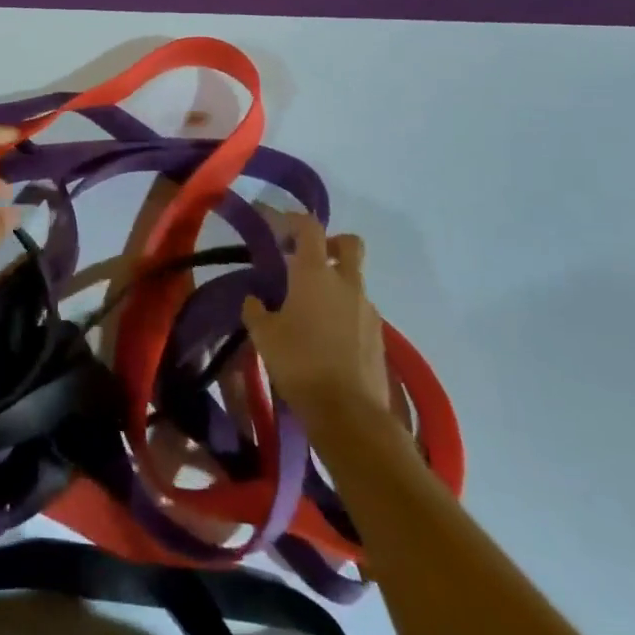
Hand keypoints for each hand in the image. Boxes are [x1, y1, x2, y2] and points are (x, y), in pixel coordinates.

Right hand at [243, 211, 396, 424]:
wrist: (350, 415)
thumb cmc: (300, 364)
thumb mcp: (264, 336)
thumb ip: (256, 310)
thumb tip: (255, 300)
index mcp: (315, 274)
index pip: (309, 227)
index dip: (291, 219)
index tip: (274, 223)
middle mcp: (346, 283)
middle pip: (348, 244)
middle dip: (329, 243)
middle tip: (306, 259)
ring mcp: (367, 310)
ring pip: (354, 281)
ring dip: (335, 284)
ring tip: (309, 310)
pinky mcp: (379, 336)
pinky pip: (359, 311)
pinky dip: (344, 312)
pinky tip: (326, 338)